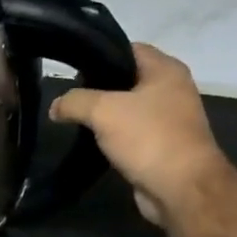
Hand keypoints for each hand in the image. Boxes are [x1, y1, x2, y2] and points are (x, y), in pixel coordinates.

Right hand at [50, 42, 228, 226]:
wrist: (180, 188)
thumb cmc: (147, 138)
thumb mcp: (103, 111)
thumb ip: (74, 102)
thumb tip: (55, 106)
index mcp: (166, 69)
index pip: (128, 48)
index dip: (100, 55)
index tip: (72, 70)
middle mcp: (172, 89)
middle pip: (127, 79)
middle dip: (98, 87)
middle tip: (70, 98)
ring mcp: (170, 118)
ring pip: (128, 108)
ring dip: (105, 115)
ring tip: (76, 120)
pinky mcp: (163, 145)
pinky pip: (133, 132)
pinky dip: (114, 136)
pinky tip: (93, 143)